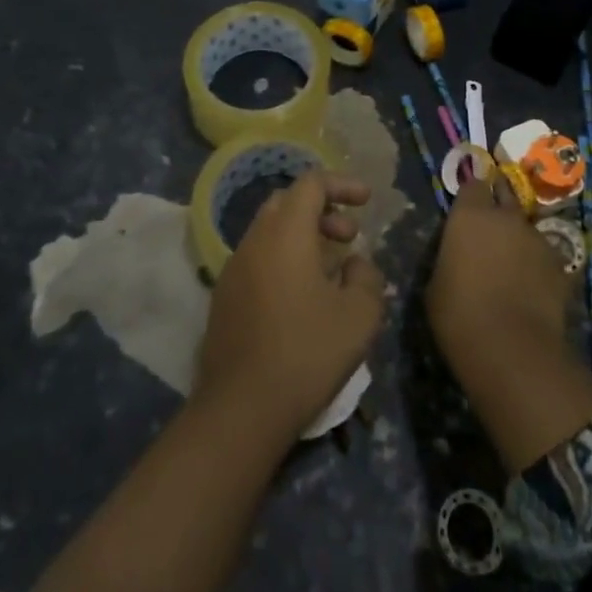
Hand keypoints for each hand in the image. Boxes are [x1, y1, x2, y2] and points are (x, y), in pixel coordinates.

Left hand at [196, 172, 385, 439]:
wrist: (242, 408)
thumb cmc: (306, 353)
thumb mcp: (359, 316)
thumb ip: (366, 277)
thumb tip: (354, 264)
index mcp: (285, 233)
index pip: (311, 183)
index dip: (341, 184)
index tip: (366, 200)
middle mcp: (255, 240)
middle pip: (287, 202)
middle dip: (322, 209)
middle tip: (348, 236)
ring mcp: (234, 268)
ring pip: (270, 230)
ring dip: (302, 235)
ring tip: (331, 268)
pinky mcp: (224, 296)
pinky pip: (258, 258)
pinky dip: (284, 258)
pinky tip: (302, 296)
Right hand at [426, 173, 591, 472]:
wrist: (512, 351)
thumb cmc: (459, 315)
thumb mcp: (436, 283)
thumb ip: (449, 257)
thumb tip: (458, 256)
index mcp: (470, 215)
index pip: (472, 185)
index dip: (471, 195)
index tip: (466, 208)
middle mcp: (506, 217)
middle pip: (504, 196)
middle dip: (498, 205)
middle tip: (490, 225)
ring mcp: (537, 239)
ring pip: (526, 228)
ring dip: (518, 238)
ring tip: (511, 263)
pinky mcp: (560, 266)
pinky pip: (544, 256)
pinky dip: (537, 265)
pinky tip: (531, 286)